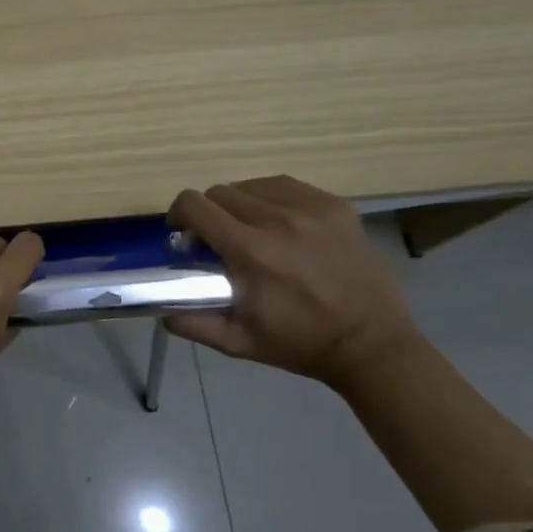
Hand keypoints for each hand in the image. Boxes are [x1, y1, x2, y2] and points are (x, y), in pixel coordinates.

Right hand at [166, 176, 419, 388]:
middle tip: (218, 239)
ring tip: (250, 228)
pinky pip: (287, 186)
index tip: (183, 234)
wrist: (372, 345)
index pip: (195, 205)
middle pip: (221, 192)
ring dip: (241, 204)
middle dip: (209, 213)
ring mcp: (312, 209)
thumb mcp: (238, 343)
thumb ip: (192, 323)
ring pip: (252, 186)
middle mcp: (278, 220)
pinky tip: (279, 220)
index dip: (179, 214)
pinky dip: (272, 198)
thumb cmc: (300, 344)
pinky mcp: (336, 206)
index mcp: (251, 251)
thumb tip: (160, 308)